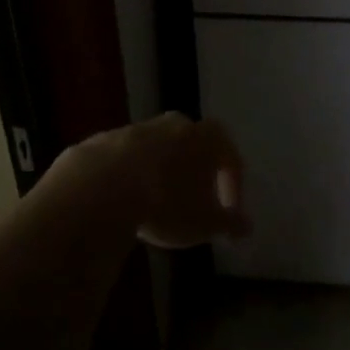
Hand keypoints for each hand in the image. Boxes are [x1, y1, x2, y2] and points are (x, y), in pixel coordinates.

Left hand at [56, 113, 249, 249]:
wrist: (102, 186)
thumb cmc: (167, 203)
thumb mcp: (204, 223)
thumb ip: (229, 223)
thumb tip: (247, 226)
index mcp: (207, 137)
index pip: (231, 156)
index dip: (233, 186)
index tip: (228, 213)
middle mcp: (177, 123)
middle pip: (195, 144)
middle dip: (198, 171)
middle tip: (196, 201)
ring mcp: (141, 127)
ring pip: (161, 147)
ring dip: (165, 171)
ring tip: (160, 202)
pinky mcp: (110, 138)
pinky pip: (131, 156)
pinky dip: (135, 174)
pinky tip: (129, 199)